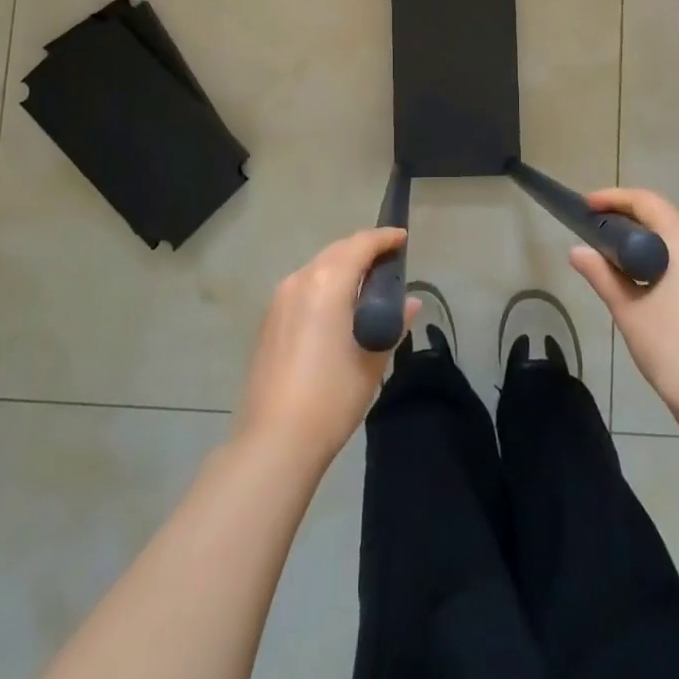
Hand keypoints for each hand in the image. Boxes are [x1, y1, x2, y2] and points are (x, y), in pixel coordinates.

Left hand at [235, 227, 417, 467]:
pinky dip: (324, 286)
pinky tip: (336, 309)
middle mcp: (300, 279)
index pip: (361, 244)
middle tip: (388, 263)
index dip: (384, 238)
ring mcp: (280, 299)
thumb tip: (409, 302)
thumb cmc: (332, 395)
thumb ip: (393, 322)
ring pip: (318, 268)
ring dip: (342, 268)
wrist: (274, 440)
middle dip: (363, 250)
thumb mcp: (373, 358)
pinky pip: (303, 287)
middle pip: (337, 251)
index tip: (403, 239)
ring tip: (365, 286)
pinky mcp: (269, 320)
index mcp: (327, 281)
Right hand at [570, 189, 678, 443]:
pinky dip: (660, 261)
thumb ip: (601, 274)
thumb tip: (577, 251)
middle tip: (592, 231)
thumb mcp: (629, 310)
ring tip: (610, 257)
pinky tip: (639, 282)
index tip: (585, 206)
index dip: (613, 198)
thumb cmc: (675, 349)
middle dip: (625, 220)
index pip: (646, 202)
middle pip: (662, 218)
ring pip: (674, 241)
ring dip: (642, 243)